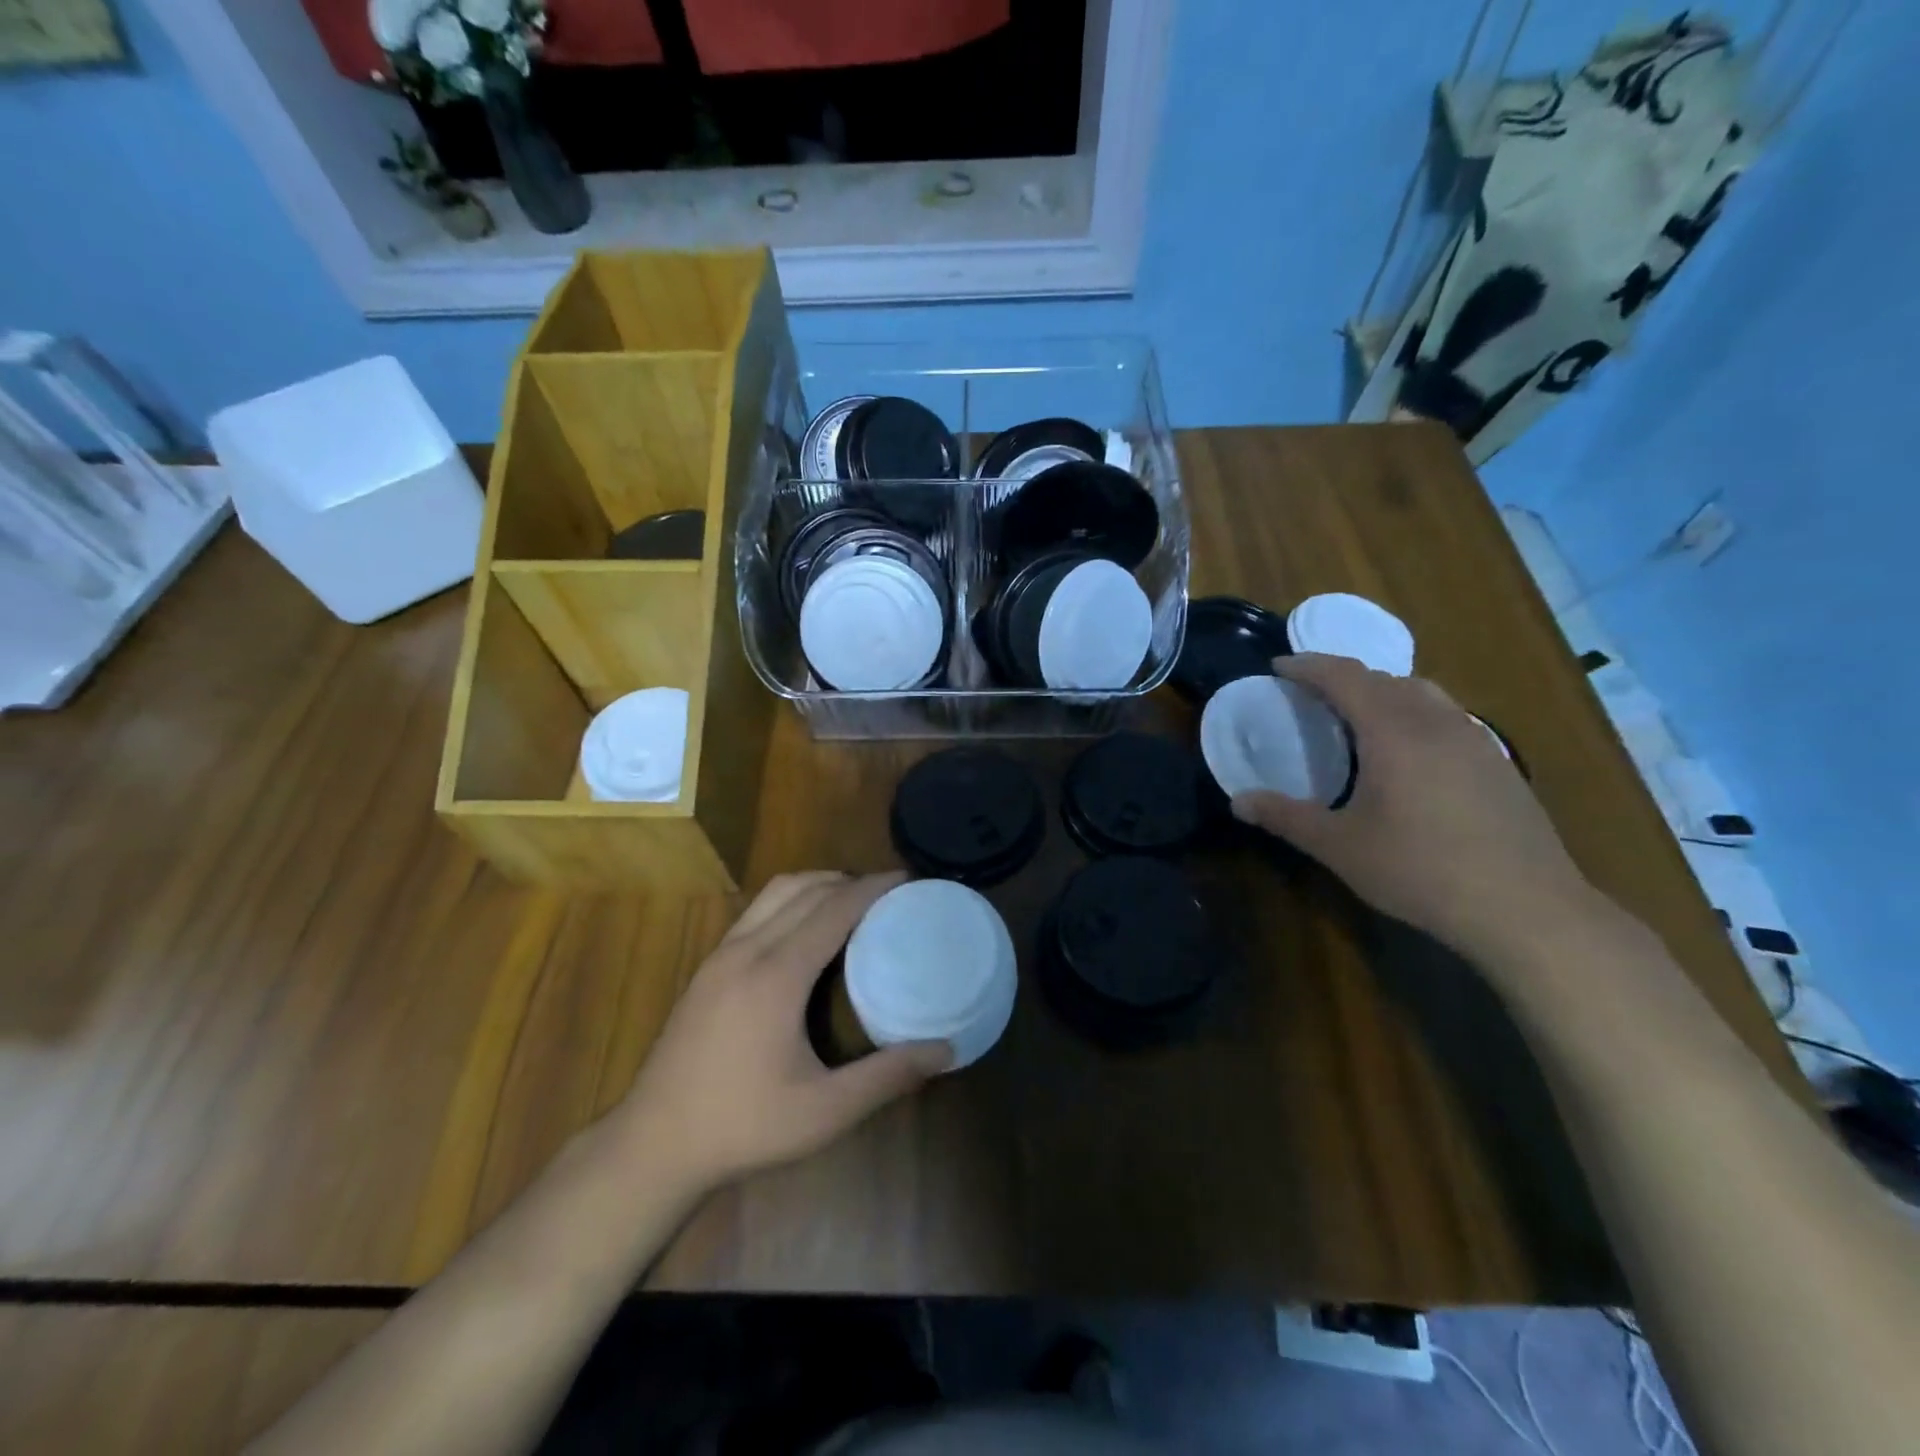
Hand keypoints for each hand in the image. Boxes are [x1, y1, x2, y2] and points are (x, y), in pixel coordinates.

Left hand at [617, 872, 951, 1190]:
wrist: (651, 1146)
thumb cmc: (743, 1127)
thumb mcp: (824, 1112)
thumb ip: (888, 1077)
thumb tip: (947, 1051)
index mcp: (776, 974)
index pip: (833, 908)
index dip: (873, 888)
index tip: (907, 880)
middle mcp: (747, 950)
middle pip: (805, 889)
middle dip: (850, 881)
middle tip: (889, 896)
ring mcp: (720, 955)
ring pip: (775, 893)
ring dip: (817, 885)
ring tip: (851, 904)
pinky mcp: (707, 968)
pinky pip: (757, 911)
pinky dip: (791, 901)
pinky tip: (805, 933)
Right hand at [1231, 654, 1596, 960]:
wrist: (1526, 908)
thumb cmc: (1421, 871)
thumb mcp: (1340, 847)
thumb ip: (1285, 817)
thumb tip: (1238, 801)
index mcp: (1393, 732)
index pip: (1345, 676)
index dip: (1308, 666)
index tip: (1278, 666)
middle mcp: (1436, 722)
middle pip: (1384, 678)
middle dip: (1342, 676)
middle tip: (1310, 695)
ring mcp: (1475, 739)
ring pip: (1422, 692)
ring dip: (1382, 691)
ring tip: (1357, 716)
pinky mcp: (1498, 762)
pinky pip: (1446, 716)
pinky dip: (1413, 713)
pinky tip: (1409, 752)